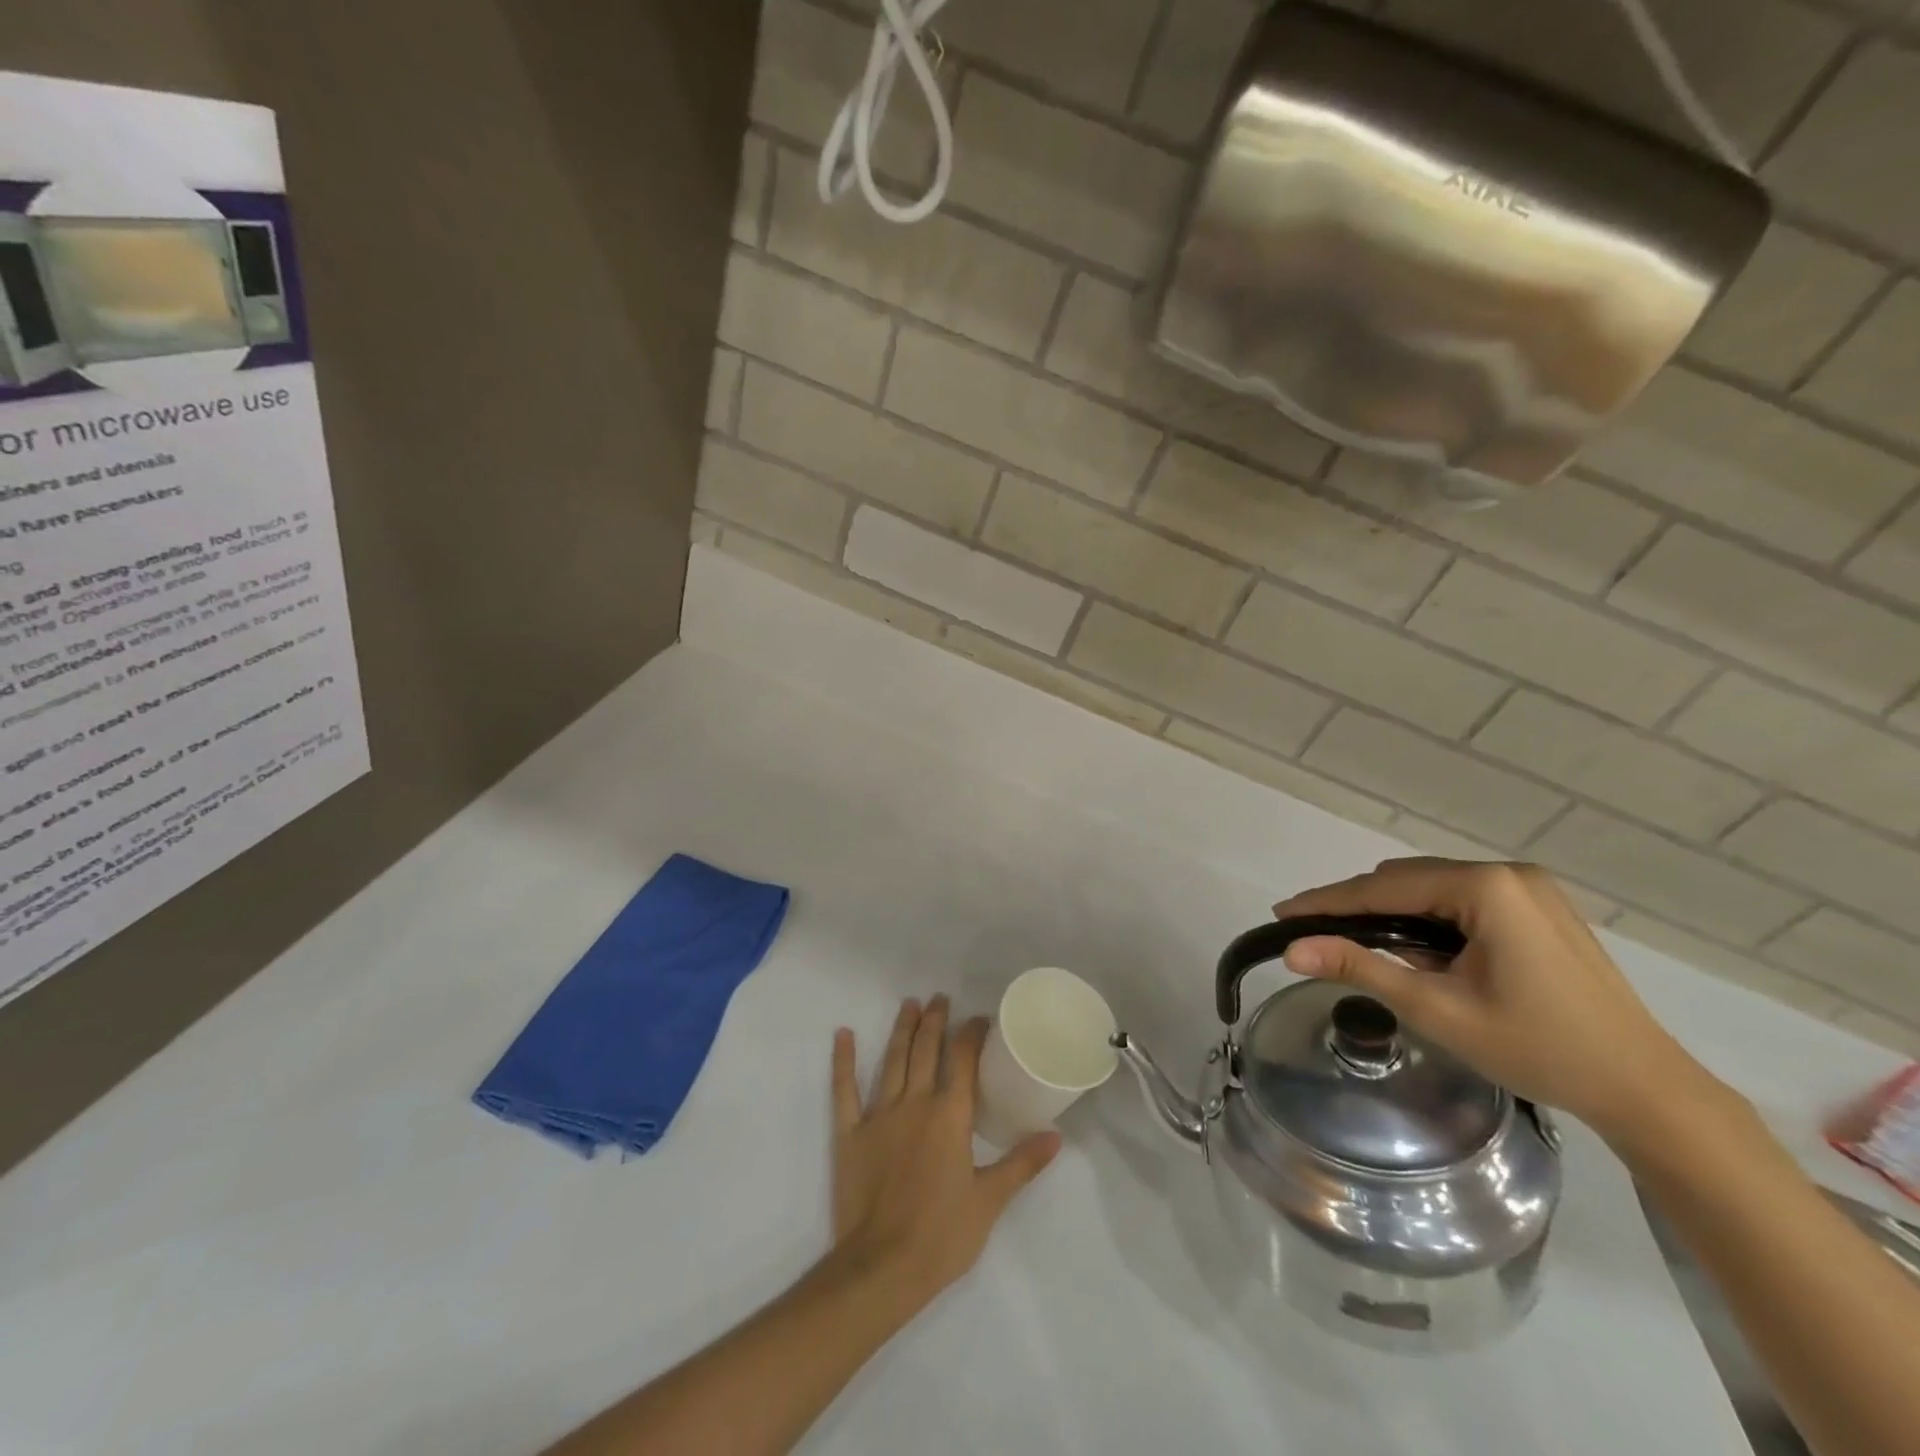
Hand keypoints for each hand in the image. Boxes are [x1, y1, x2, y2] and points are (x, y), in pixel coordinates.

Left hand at [829, 996, 1059, 1314]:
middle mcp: (915, 1104)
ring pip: (892, 1061)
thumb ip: (1022, 1163)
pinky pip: (844, 1090)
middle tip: (940, 997)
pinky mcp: (849, 1134)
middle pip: (926, 1051)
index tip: (979, 1018)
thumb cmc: (942, 1236)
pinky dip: (843, 1061)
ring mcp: (879, 1116)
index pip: (963, 1061)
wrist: (882, 1268)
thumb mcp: (990, 1200)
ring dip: (901, 1030)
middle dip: (935, 1021)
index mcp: (949, 1116)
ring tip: (909, 1004)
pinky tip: (843, 1035)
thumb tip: (1056, 1137)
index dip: (971, 1034)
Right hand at [1271, 858, 1718, 1137]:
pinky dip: (1429, 919)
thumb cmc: (1538, 1048)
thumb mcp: (1437, 1009)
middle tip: (1316, 937)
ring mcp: (1530, 888)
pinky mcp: (1540, 907)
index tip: (1282, 913)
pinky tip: (1418, 950)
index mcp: (1487, 888)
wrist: (1645, 1090)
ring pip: (1433, 888)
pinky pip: (1462, 900)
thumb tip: (1291, 951)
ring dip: (1394, 913)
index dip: (1328, 902)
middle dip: (1359, 907)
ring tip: (1360, 947)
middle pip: (1408, 880)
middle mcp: (1508, 873)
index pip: (1384, 887)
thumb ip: (1359, 968)